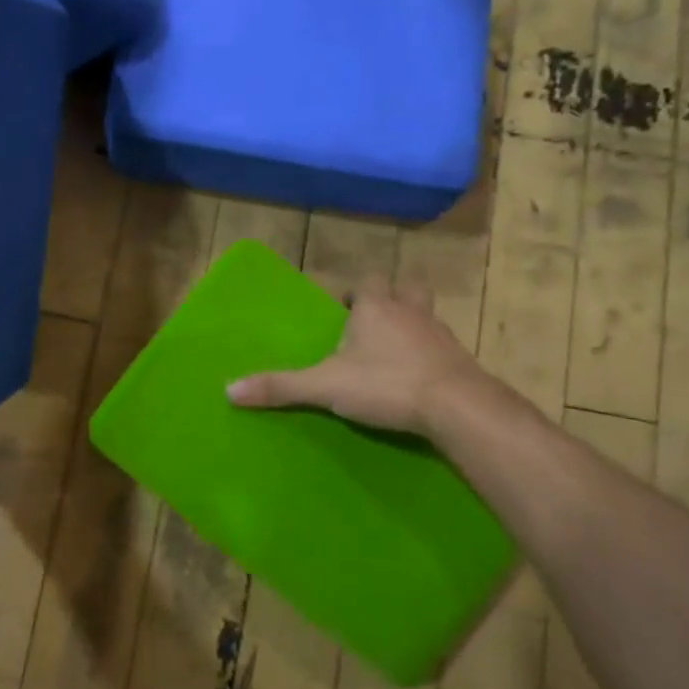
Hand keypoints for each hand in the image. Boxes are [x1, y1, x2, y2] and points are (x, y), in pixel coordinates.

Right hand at [225, 281, 489, 435]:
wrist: (456, 406)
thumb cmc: (385, 384)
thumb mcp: (325, 387)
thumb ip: (280, 387)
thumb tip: (229, 390)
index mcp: (375, 307)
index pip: (365, 283)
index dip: (353, 293)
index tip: (342, 310)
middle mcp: (410, 310)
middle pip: (404, 290)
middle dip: (389, 300)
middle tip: (372, 325)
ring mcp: (439, 334)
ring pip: (425, 317)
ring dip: (410, 327)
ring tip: (392, 353)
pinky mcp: (459, 360)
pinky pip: (440, 349)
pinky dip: (428, 356)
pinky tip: (417, 379)